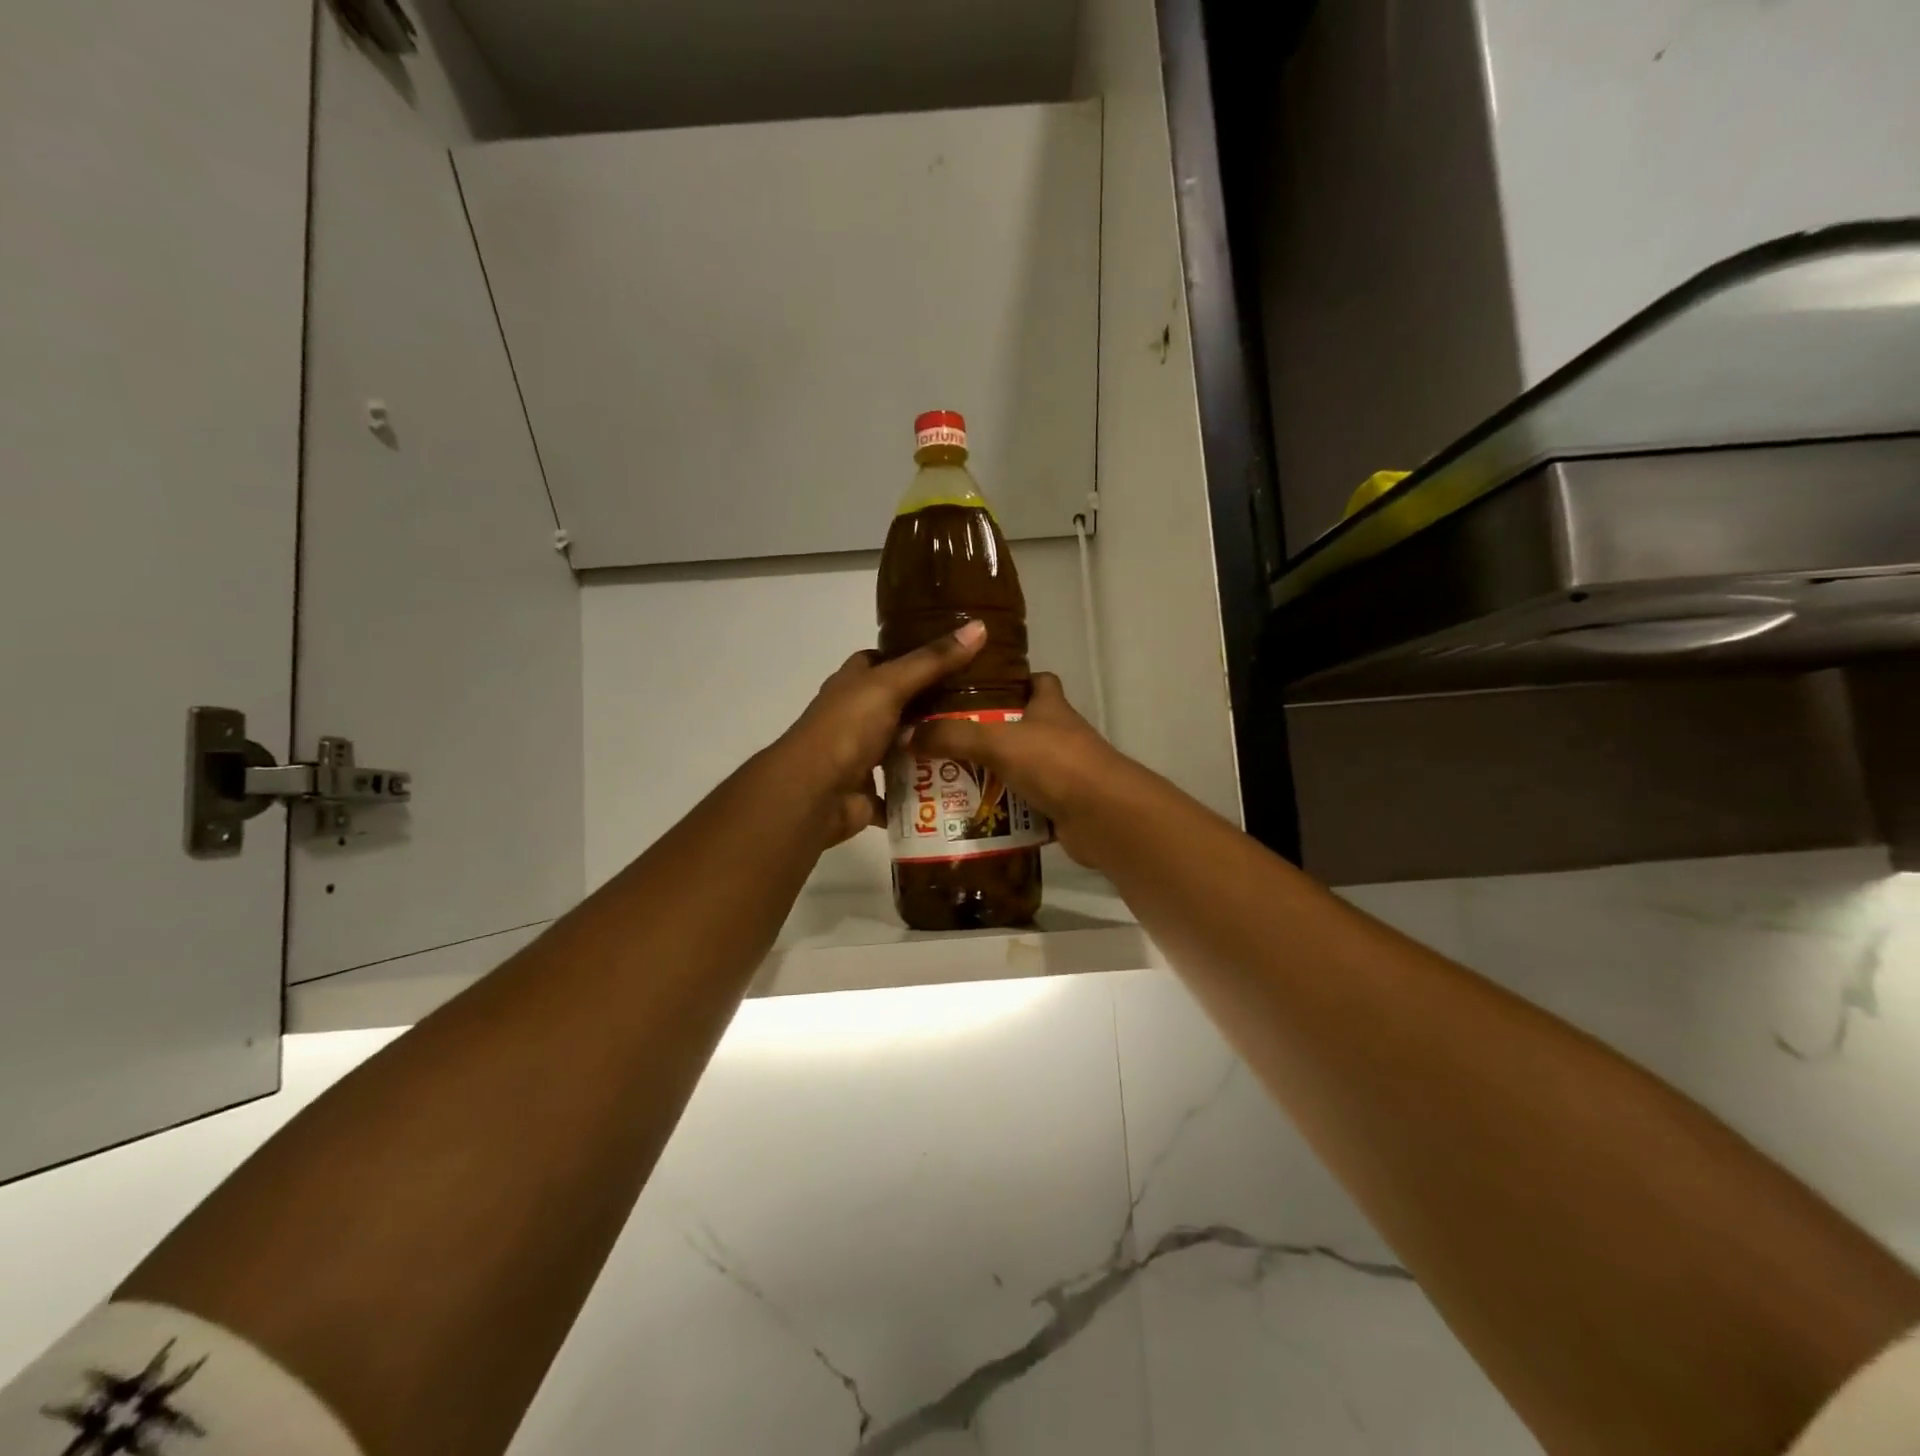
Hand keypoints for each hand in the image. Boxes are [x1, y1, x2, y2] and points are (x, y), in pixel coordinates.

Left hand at [774, 620, 988, 846]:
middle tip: (984, 704)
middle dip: (935, 706)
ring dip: (933, 748)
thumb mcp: (891, 685)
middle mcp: (856, 717)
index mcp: (854, 685)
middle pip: (900, 705)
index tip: (956, 656)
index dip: (915, 656)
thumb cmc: (847, 728)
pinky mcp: (870, 791)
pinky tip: (960, 784)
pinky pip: (904, 788)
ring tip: (979, 742)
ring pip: (905, 748)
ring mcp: (862, 756)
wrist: (814, 794)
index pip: (884, 661)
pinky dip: (925, 790)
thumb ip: (933, 660)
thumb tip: (979, 626)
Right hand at [908, 673, 1131, 866]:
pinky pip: (1023, 806)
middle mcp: (1058, 735)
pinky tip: (970, 817)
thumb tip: (908, 735)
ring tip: (945, 783)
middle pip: (1019, 728)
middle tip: (942, 743)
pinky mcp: (1061, 806)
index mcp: (1050, 707)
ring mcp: (1062, 772)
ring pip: (1018, 769)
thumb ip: (953, 736)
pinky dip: (1002, 813)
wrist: (1104, 816)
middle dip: (984, 736)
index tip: (973, 690)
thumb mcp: (997, 741)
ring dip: (989, 777)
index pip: (1036, 681)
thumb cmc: (1055, 763)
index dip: (1010, 681)